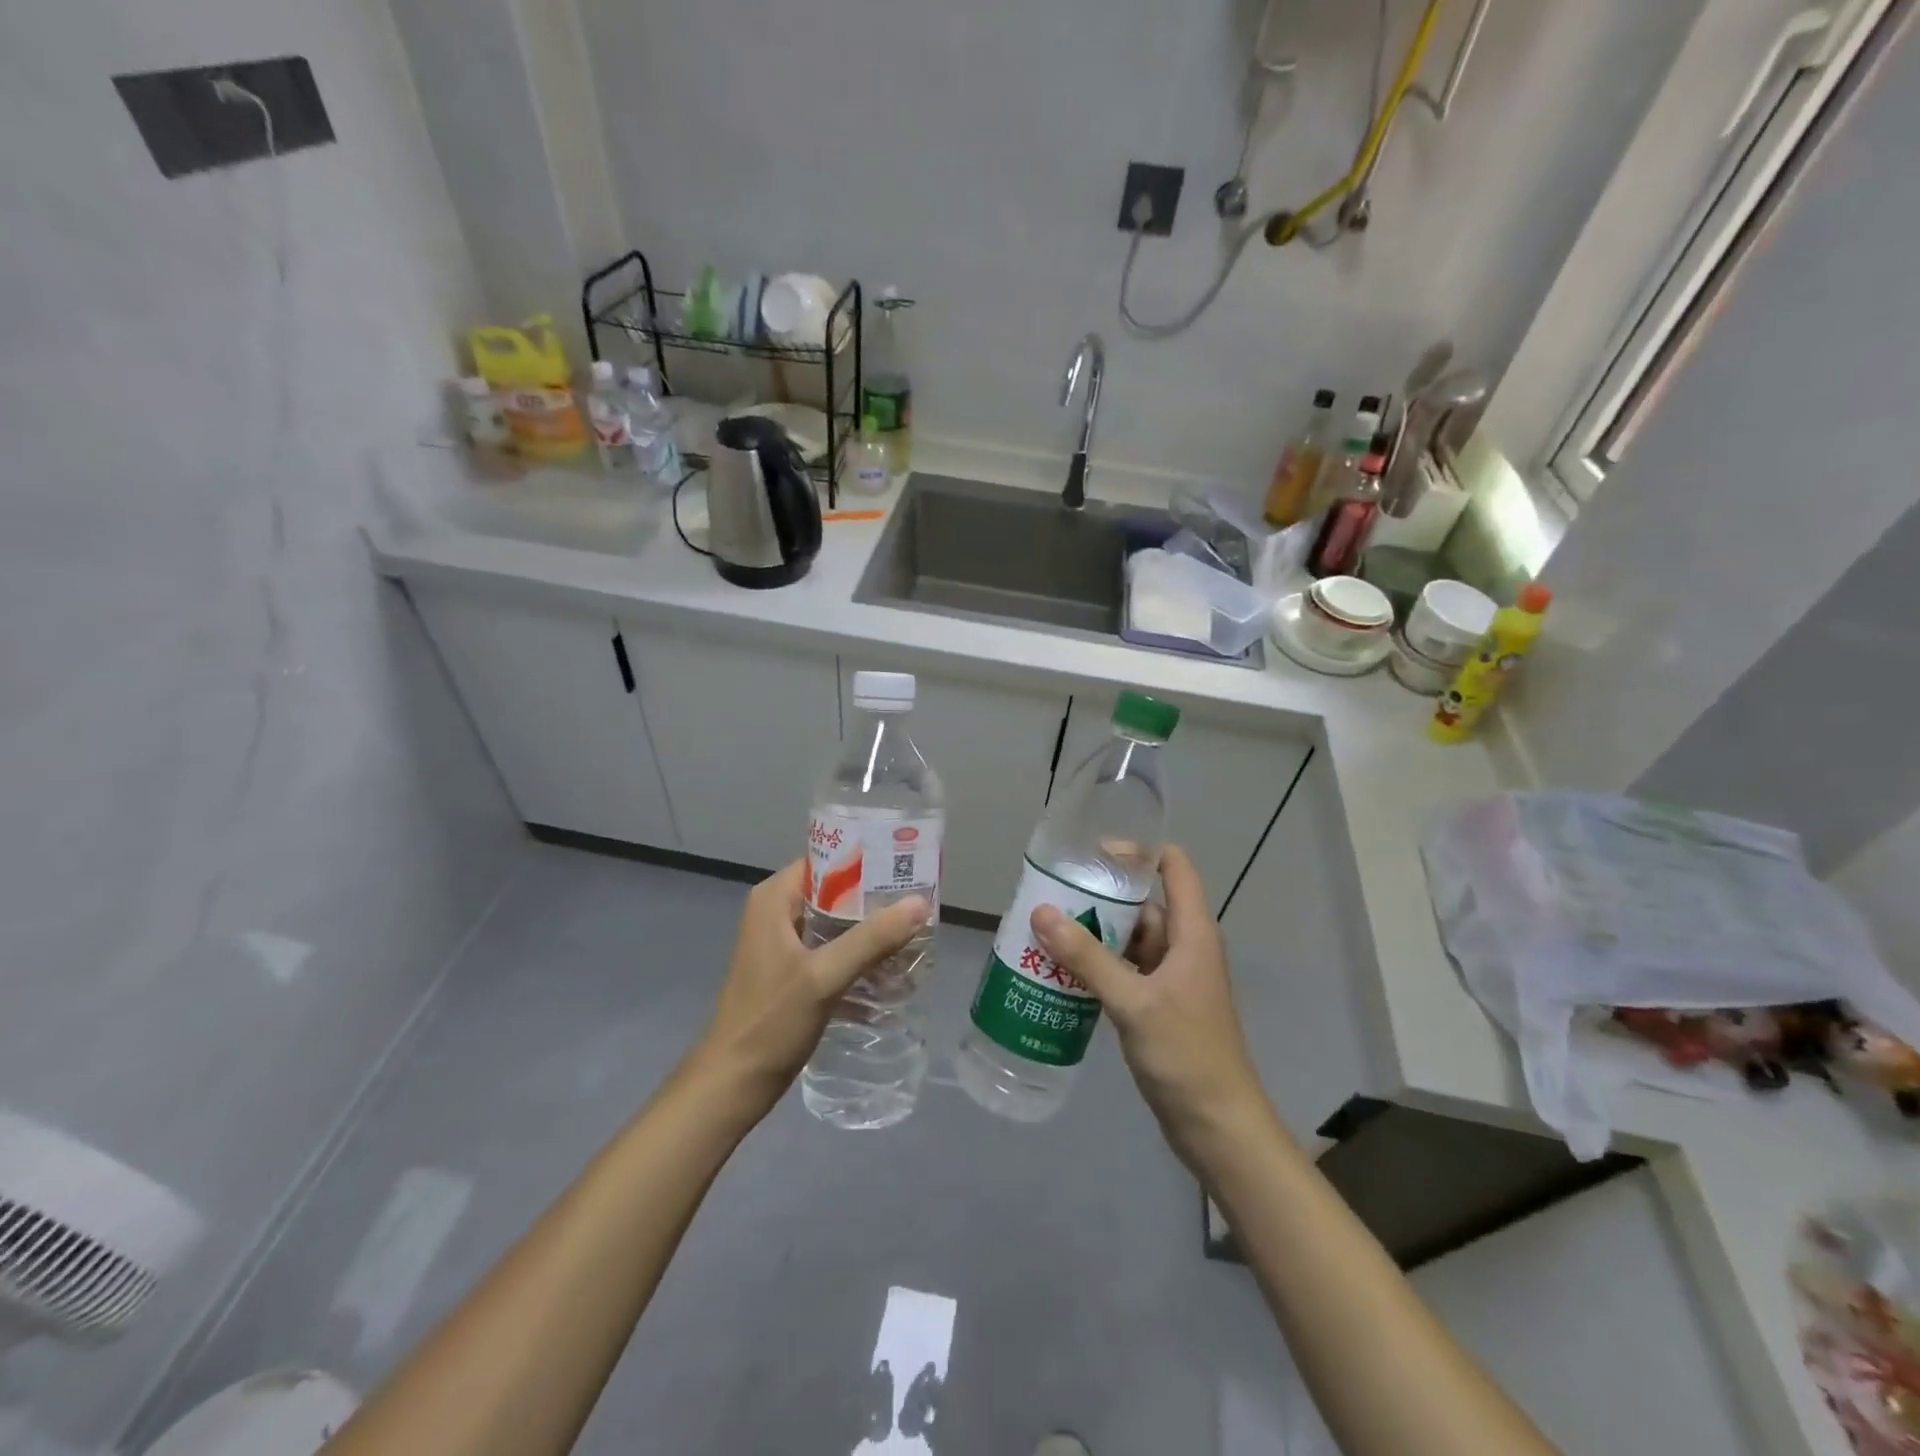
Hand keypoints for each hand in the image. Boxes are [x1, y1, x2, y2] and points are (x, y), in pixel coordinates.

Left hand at [692, 859, 928, 1116]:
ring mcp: (784, 945)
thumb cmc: (770, 1023)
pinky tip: (894, 975)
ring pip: (838, 924)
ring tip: (915, 938)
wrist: (731, 1086)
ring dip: (872, 933)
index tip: (906, 867)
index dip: (867, 860)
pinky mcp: (793, 974)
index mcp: (775, 899)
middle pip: (837, 892)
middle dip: (877, 901)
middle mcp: (778, 913)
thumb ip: (872, 939)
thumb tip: (920, 903)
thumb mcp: (823, 977)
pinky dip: (860, 960)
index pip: (827, 859)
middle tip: (919, 906)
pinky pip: (834, 953)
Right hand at [1032, 845, 1269, 1168]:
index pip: (1172, 867)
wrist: (1218, 1127)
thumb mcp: (1133, 1002)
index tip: (1092, 854)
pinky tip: (1061, 973)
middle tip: (1051, 897)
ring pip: (1128, 941)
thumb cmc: (1186, 1055)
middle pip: (1141, 905)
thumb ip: (1087, 957)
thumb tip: (1042, 912)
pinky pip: (1124, 972)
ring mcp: (1171, 979)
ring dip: (1093, 937)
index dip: (1138, 851)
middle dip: (1098, 899)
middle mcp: (1183, 947)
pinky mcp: (1158, 1006)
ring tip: (1045, 932)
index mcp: (1191, 933)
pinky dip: (1097, 968)